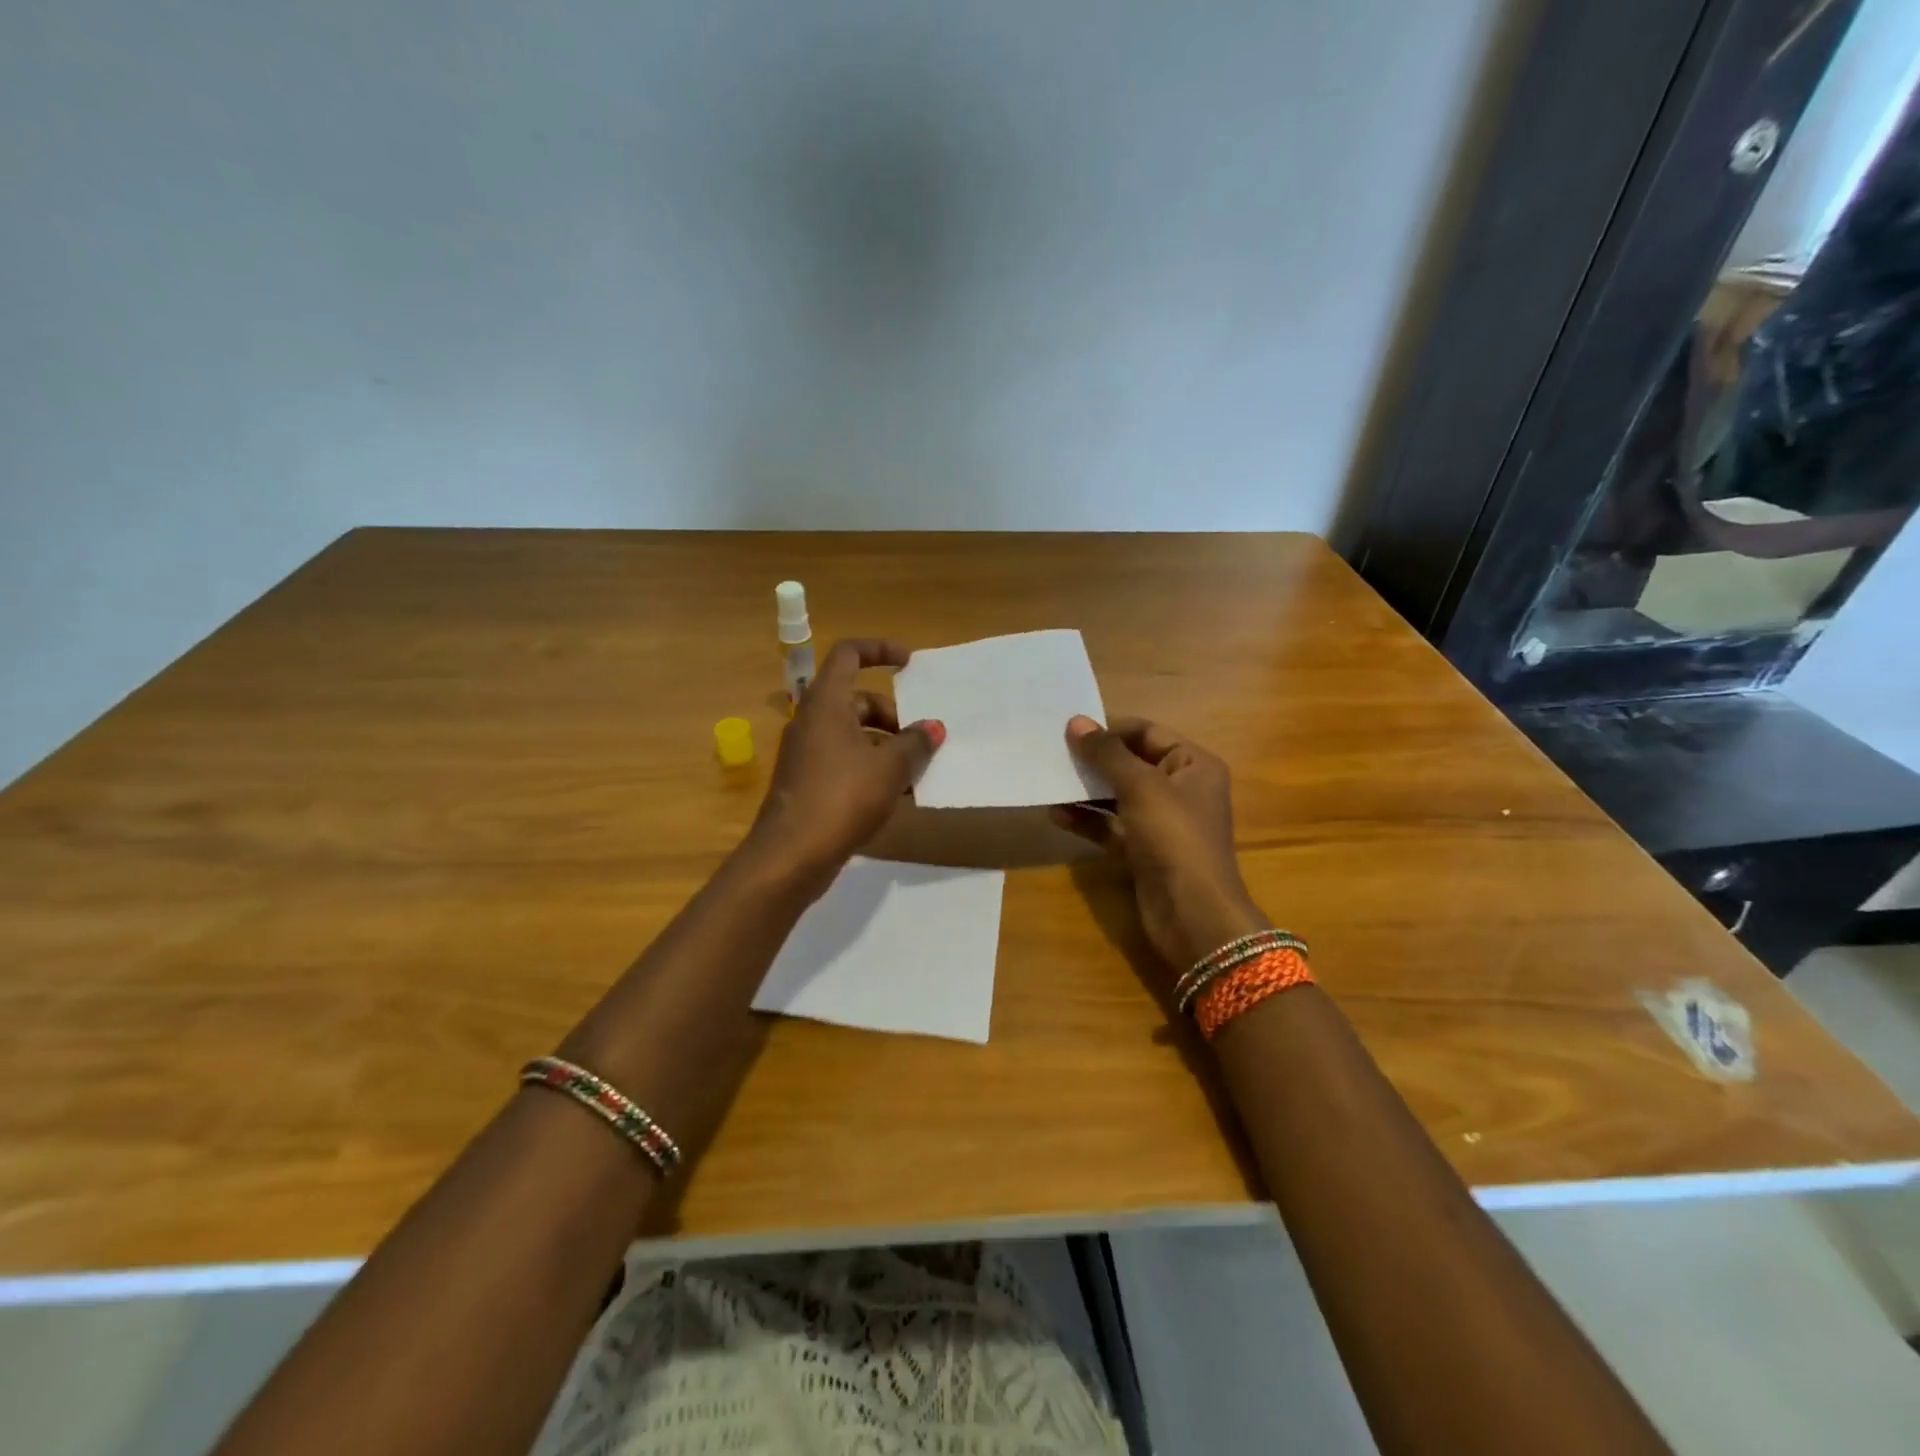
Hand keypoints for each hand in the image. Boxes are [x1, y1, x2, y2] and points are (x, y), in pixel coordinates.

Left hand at [747, 639, 944, 889]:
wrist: (792, 854)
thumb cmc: (843, 797)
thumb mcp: (890, 767)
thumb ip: (915, 743)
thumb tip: (934, 727)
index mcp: (827, 702)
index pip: (849, 654)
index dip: (879, 650)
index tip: (909, 662)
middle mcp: (812, 721)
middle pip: (857, 701)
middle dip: (892, 716)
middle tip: (920, 741)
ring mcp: (807, 754)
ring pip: (853, 736)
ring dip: (886, 747)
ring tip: (915, 774)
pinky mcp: (808, 783)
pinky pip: (845, 763)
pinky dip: (871, 770)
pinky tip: (895, 797)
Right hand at [1051, 716, 1268, 976]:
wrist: (1193, 915)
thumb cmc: (1174, 838)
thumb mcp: (1141, 787)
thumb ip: (1107, 754)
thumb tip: (1076, 722)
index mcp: (1194, 764)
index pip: (1147, 733)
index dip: (1110, 730)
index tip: (1070, 731)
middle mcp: (1180, 789)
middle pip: (1130, 763)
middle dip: (1094, 760)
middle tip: (1053, 753)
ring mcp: (1161, 822)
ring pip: (1117, 796)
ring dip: (1086, 790)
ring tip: (1049, 781)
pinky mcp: (1143, 850)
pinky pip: (1111, 826)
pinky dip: (1087, 820)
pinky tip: (1057, 815)